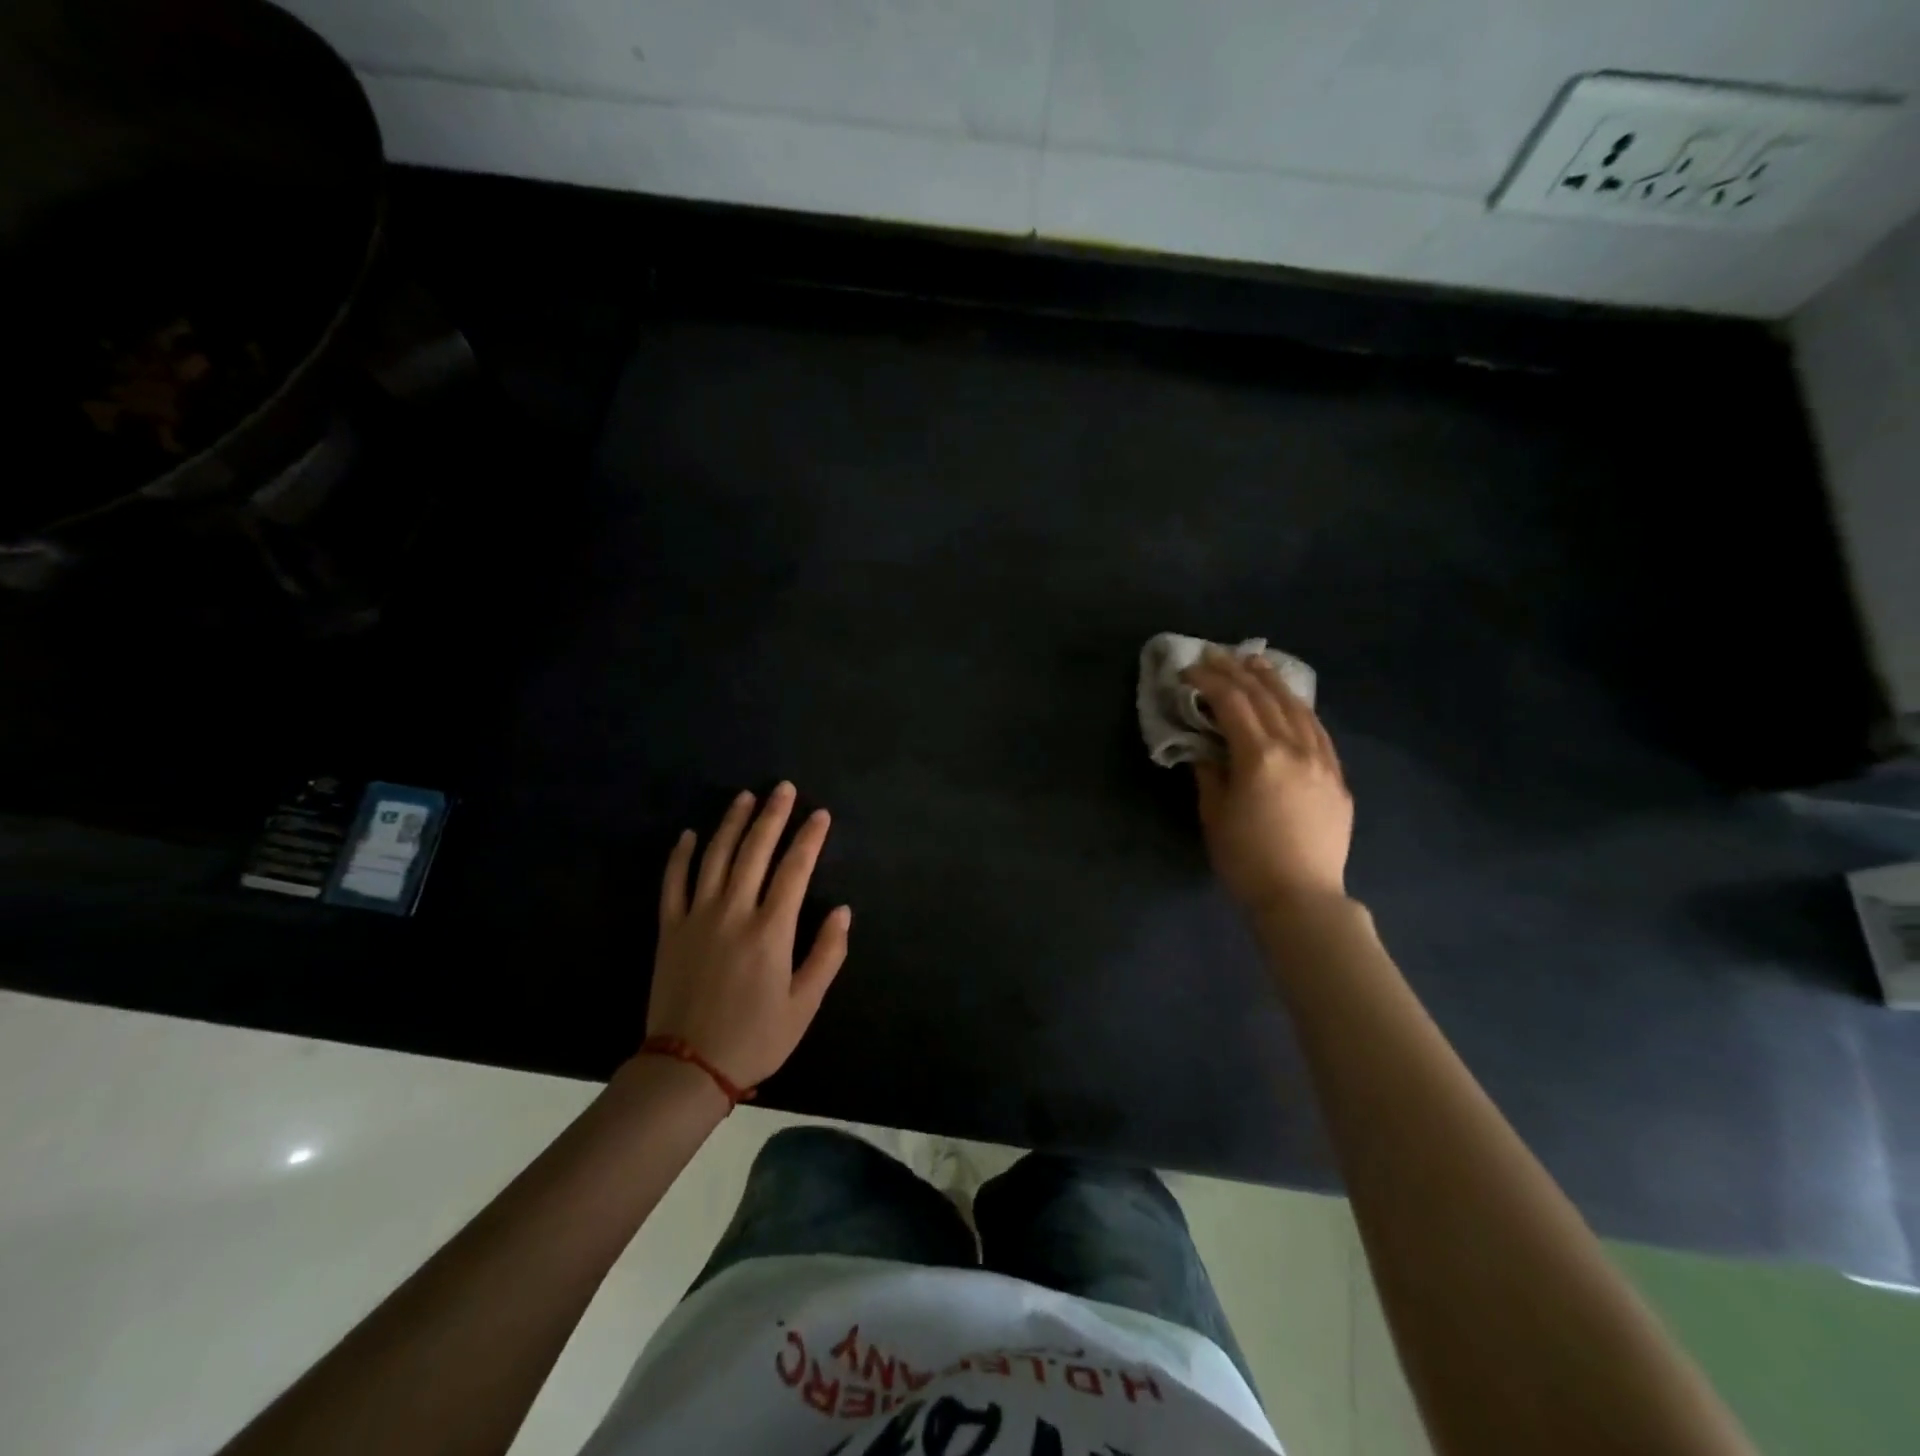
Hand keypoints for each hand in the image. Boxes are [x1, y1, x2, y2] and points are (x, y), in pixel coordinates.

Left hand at [648, 784, 851, 1088]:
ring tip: (745, 796)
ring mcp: (697, 916)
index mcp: (771, 930)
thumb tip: (844, 911)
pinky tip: (691, 834)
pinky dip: (682, 855)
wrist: (686, 1067)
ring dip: (731, 823)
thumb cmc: (754, 1037)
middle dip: (772, 816)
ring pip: (715, 856)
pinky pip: (673, 882)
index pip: (795, 869)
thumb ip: (827, 954)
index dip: (809, 838)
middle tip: (783, 788)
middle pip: (754, 851)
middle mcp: (734, 912)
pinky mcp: (670, 928)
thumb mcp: (804, 1005)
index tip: (820, 814)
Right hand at [1182, 651, 1352, 910]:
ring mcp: (1322, 760)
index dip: (1208, 681)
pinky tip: (1291, 702)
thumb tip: (1206, 747)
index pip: (1232, 703)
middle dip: (1237, 672)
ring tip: (1255, 663)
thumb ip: (1210, 772)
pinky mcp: (1337, 777)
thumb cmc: (1246, 860)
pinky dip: (1299, 708)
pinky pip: (1318, 730)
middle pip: (1265, 697)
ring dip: (1272, 682)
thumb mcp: (1214, 814)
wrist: (1302, 898)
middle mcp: (1295, 748)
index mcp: (1260, 756)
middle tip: (1215, 655)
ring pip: (1297, 708)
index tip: (1188, 671)